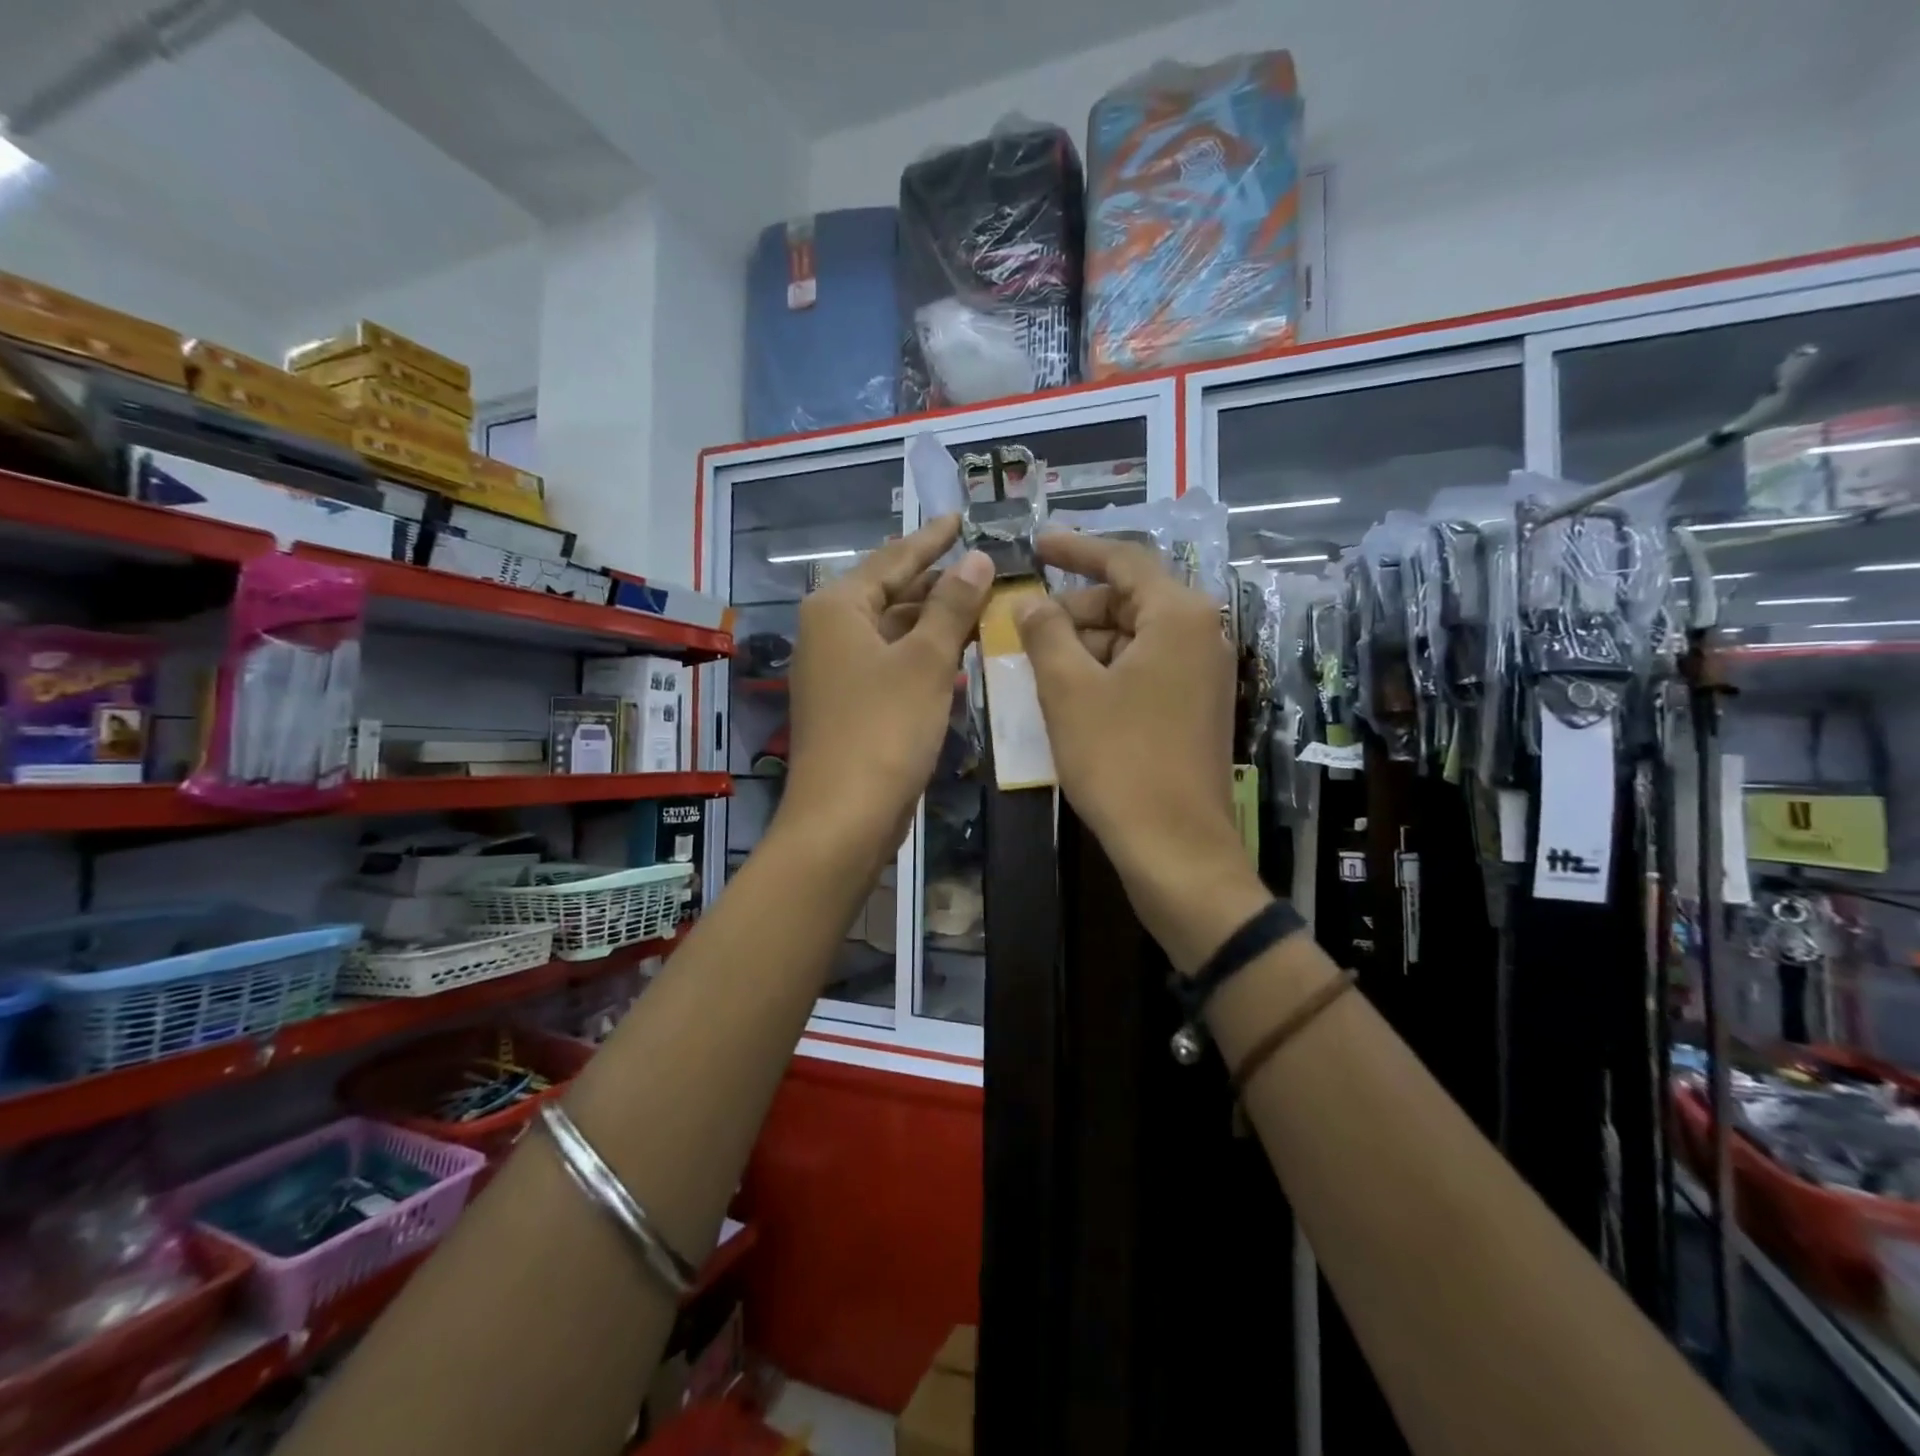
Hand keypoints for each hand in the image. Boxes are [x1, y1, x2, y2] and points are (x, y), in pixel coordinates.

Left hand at [776, 516, 992, 875]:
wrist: (844, 817)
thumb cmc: (884, 730)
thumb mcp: (926, 662)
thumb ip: (953, 606)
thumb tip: (976, 557)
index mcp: (837, 608)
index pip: (893, 558)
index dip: (931, 538)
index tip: (962, 517)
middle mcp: (829, 631)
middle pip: (891, 593)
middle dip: (939, 583)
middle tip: (986, 567)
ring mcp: (837, 670)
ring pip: (894, 631)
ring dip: (936, 621)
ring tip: (984, 605)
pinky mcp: (850, 704)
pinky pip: (892, 662)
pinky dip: (924, 655)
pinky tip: (960, 654)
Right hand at [1014, 533, 1267, 972]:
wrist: (1175, 847)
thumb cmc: (1119, 760)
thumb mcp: (1069, 690)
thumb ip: (1046, 633)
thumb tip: (1030, 600)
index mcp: (1179, 615)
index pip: (1123, 561)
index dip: (1074, 549)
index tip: (1035, 544)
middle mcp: (1202, 635)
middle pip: (1129, 601)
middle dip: (1074, 609)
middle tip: (1023, 625)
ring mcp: (1203, 675)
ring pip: (1133, 639)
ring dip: (1084, 645)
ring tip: (1036, 664)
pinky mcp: (1196, 709)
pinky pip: (1144, 670)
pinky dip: (1105, 672)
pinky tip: (1068, 694)